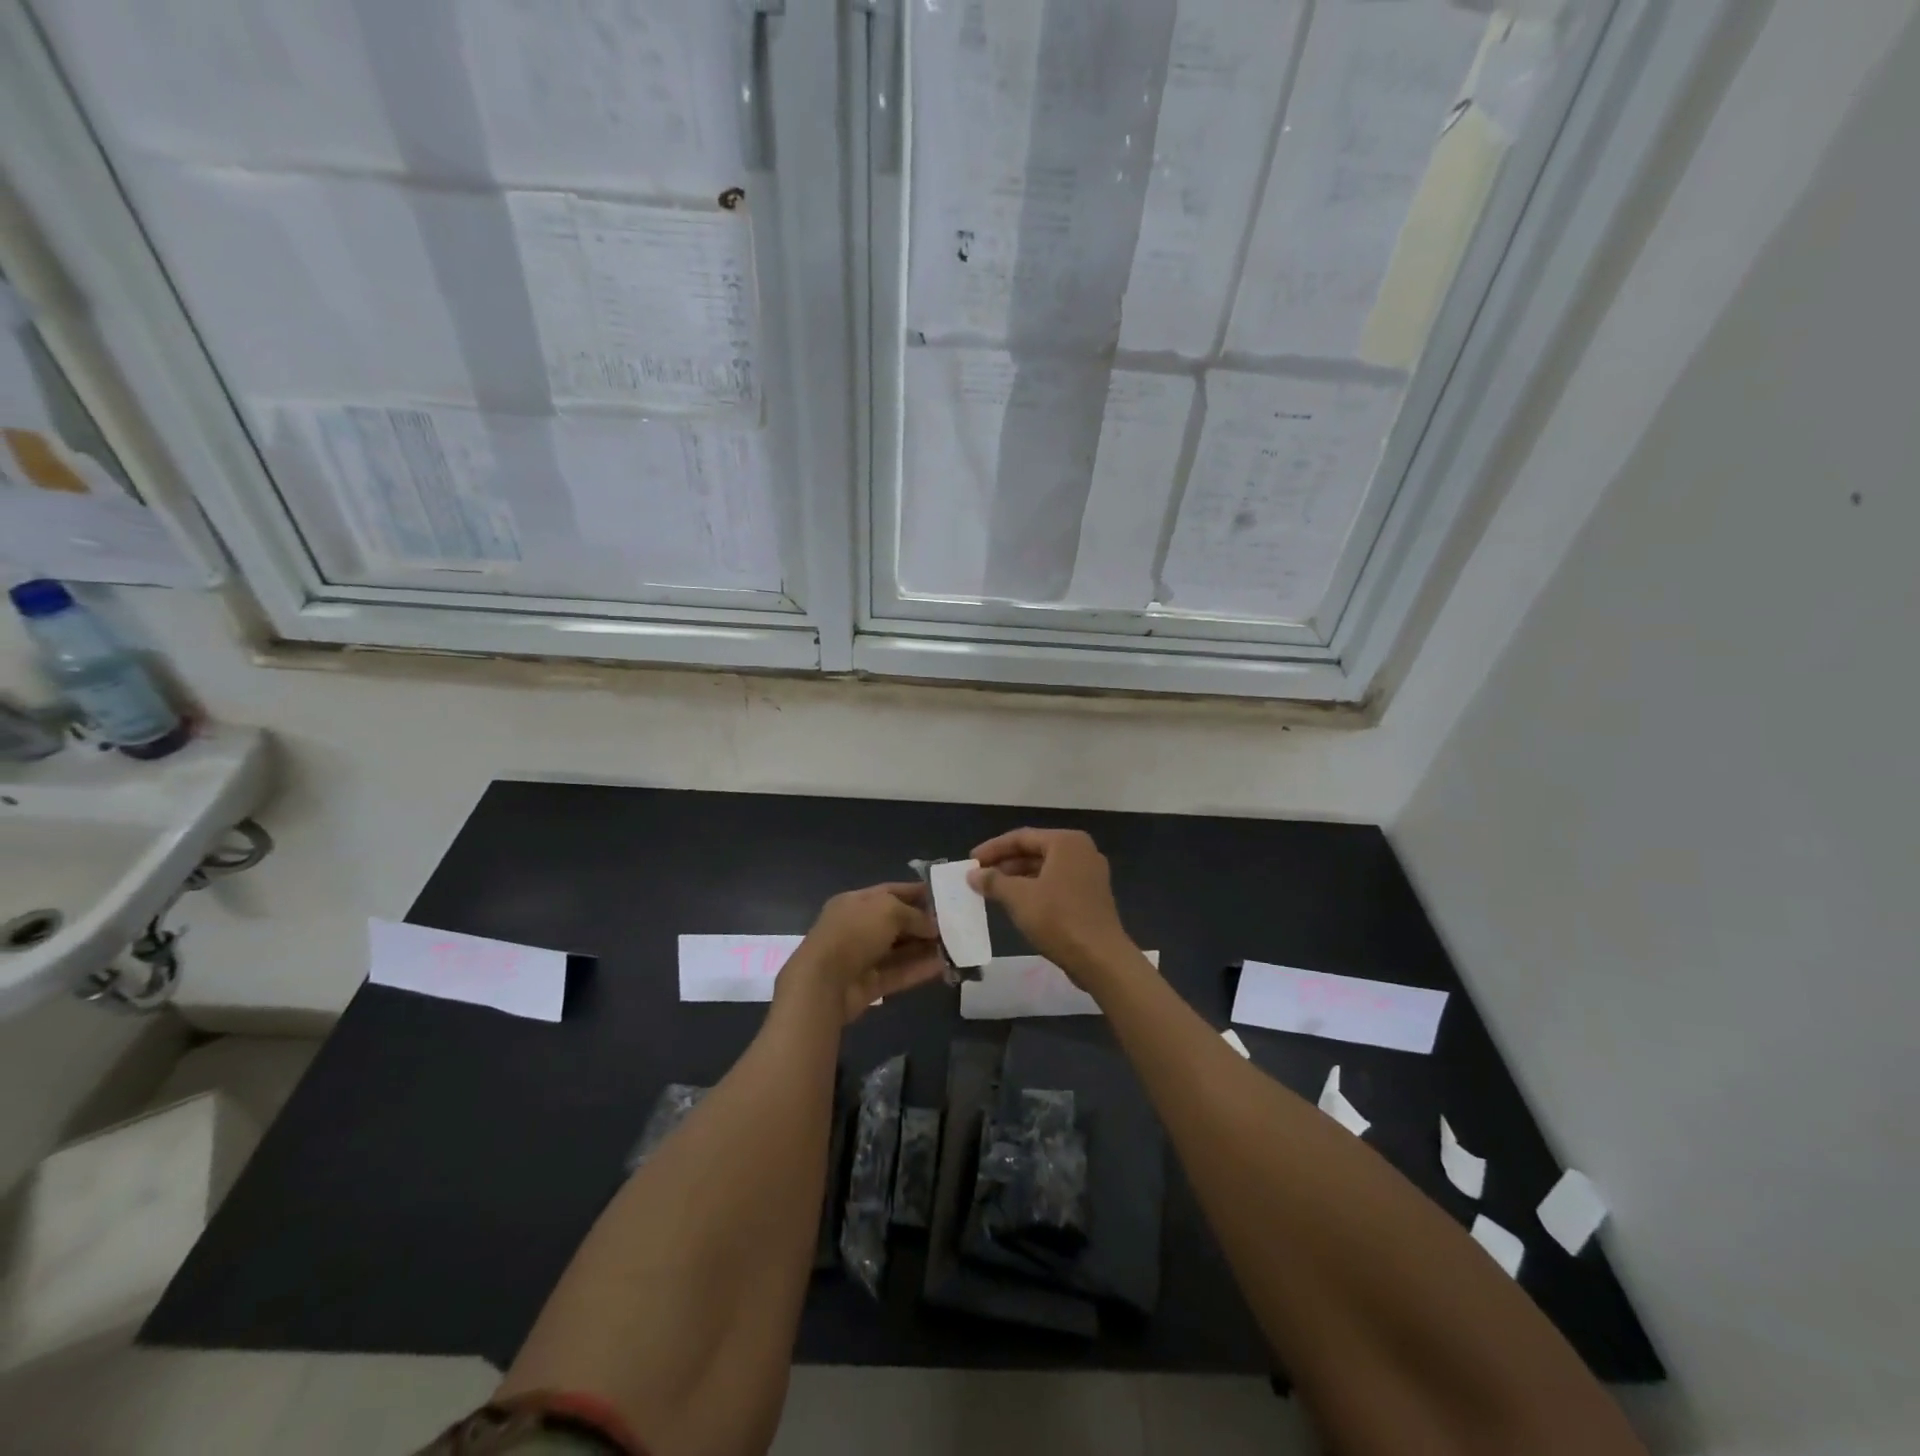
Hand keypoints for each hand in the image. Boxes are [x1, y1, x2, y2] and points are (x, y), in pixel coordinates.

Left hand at [780, 882, 944, 1024]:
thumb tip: (933, 926)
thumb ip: (914, 914)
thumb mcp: (888, 910)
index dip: (917, 892)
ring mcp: (863, 957)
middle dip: (924, 923)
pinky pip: (898, 973)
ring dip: (925, 948)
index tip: (945, 896)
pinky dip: (919, 969)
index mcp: (856, 902)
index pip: (891, 892)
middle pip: (897, 922)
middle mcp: (858, 927)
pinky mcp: (869, 984)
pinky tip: (943, 966)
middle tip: (956, 925)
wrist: (823, 983)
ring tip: (955, 946)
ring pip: (900, 950)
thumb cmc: (854, 933)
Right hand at [968, 829, 1139, 988]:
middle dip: (1005, 863)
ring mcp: (1090, 874)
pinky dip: (1035, 889)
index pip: (1021, 837)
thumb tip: (973, 875)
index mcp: (1066, 842)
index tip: (971, 862)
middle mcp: (1081, 851)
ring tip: (992, 890)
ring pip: (1045, 868)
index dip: (993, 848)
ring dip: (1018, 878)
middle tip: (979, 876)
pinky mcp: (1091, 896)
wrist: (1100, 958)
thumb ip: (993, 881)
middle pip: (1035, 850)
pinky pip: (1056, 883)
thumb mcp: (1019, 898)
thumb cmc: (1058, 919)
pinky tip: (1016, 903)